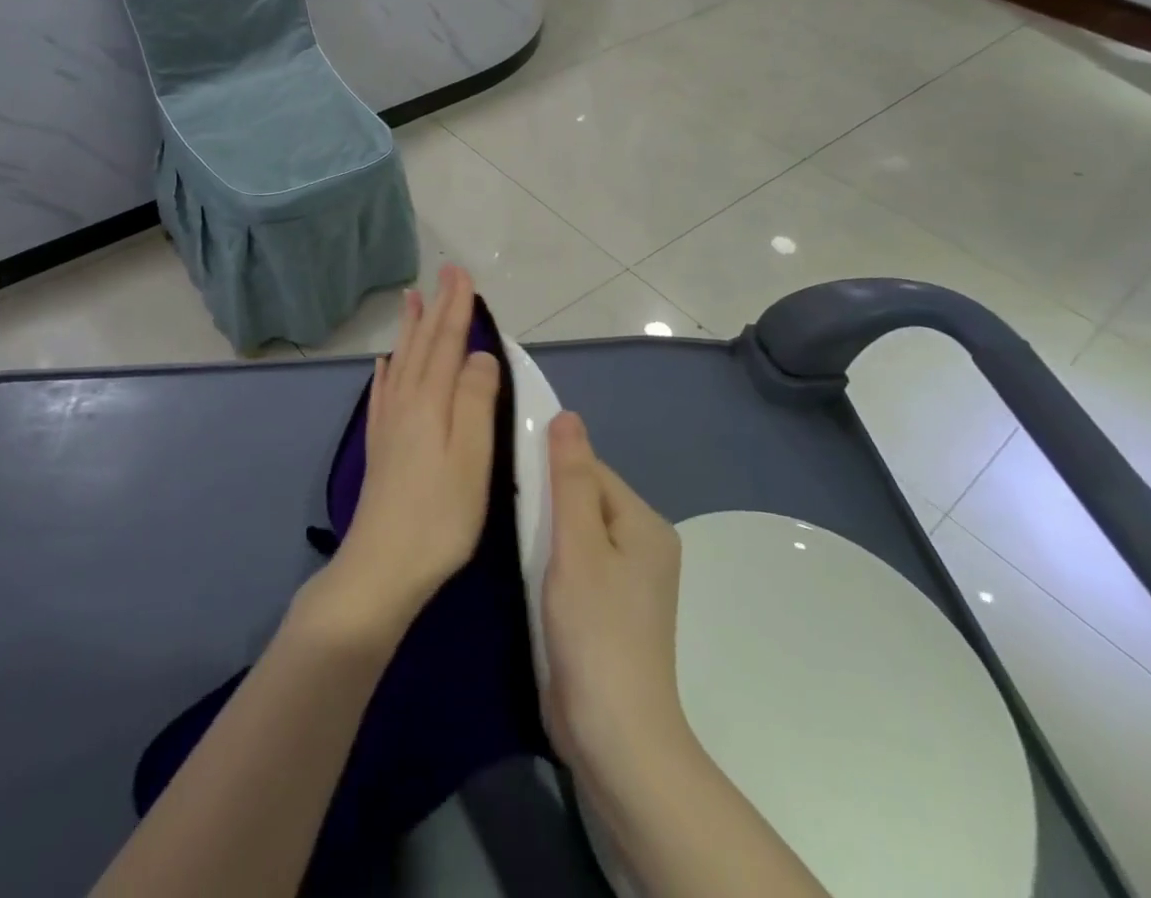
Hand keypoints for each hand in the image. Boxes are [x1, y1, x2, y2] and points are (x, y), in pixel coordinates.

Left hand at [310, 265, 499, 641]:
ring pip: (402, 361)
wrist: (382, 566)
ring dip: (410, 329)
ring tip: (412, 300)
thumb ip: (476, 400)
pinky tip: (384, 363)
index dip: (457, 307)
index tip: (461, 273)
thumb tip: (479, 354)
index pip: (448, 342)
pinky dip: (386, 370)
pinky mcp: (380, 445)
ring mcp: (389, 423)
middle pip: (423, 345)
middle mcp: (406, 402)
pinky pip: (382, 392)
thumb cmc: (440, 515)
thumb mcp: (473, 458)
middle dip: (436, 307)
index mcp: (432, 401)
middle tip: (443, 274)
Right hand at [540, 411, 688, 783]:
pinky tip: (525, 567)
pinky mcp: (609, 610)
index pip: (591, 471)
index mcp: (646, 524)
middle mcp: (645, 546)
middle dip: (547, 501)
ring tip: (510, 534)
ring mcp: (629, 582)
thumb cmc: (595, 630)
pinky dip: (551, 560)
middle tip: (504, 507)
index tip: (510, 477)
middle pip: (585, 499)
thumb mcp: (577, 545)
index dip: (550, 469)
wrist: (614, 736)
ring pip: (577, 533)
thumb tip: (568, 415)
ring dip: (546, 532)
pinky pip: (577, 563)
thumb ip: (570, 478)